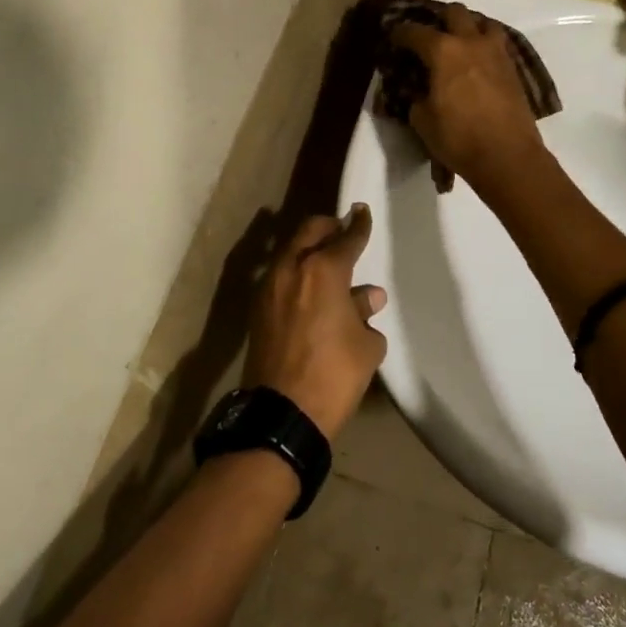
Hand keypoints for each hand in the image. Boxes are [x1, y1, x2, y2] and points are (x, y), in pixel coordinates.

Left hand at [241, 207, 387, 441]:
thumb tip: (367, 296)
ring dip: (310, 248)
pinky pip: (281, 274)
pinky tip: (311, 287)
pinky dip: (297, 270)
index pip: (346, 238)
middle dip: (328, 226)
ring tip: (329, 260)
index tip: (362, 212)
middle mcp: (292, 268)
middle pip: (310, 231)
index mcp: (323, 270)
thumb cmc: (333, 374)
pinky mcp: (258, 307)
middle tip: (343, 230)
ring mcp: (269, 286)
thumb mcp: (365, 344)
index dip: (358, 224)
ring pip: (291, 250)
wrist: (282, 414)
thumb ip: (365, 312)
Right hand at [389, 3, 548, 187]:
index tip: (394, 37)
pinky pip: (498, 44)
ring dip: (470, 27)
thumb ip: (417, 99)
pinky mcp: (514, 69)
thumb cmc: (459, 138)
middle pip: (455, 12)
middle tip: (431, 35)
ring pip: (484, 23)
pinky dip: (486, 46)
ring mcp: (497, 53)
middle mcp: (471, 43)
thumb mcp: (423, 121)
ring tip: (461, 43)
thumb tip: (420, 93)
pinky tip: (479, 63)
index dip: (400, 33)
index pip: (415, 32)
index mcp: (443, 51)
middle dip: (439, 19)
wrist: (508, 156)